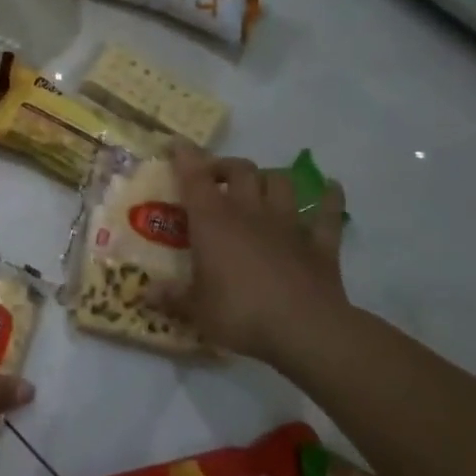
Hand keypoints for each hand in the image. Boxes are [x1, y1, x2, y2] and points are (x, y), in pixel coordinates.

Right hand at [147, 146, 349, 364]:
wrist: (306, 331)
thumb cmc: (240, 313)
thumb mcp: (195, 309)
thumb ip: (171, 297)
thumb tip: (145, 294)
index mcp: (213, 222)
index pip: (194, 178)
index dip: (185, 157)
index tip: (177, 144)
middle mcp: (249, 213)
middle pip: (240, 170)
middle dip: (225, 167)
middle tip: (214, 179)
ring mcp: (288, 226)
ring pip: (281, 182)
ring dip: (268, 178)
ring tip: (258, 187)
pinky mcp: (321, 245)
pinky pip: (328, 213)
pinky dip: (329, 198)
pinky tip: (330, 188)